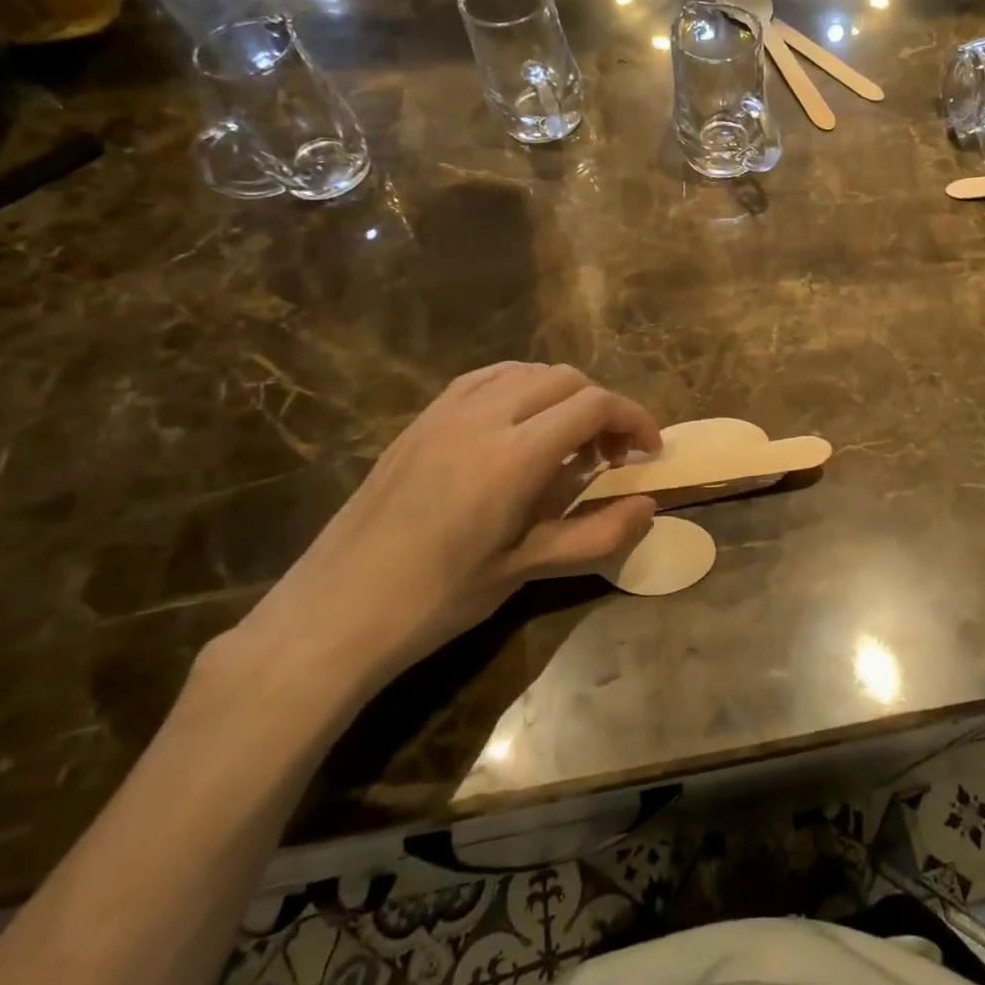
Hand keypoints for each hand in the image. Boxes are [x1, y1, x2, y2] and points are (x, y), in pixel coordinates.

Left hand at [224, 364, 662, 705]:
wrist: (334, 613)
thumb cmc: (437, 599)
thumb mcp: (526, 570)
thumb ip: (597, 534)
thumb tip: (649, 507)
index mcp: (515, 454)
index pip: (595, 405)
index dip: (634, 419)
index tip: (649, 451)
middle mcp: (485, 415)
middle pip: (567, 379)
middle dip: (602, 407)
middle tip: (611, 454)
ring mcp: (447, 411)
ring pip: (527, 371)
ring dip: (563, 394)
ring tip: (569, 439)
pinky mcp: (422, 418)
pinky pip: (487, 378)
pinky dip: (521, 387)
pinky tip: (520, 425)